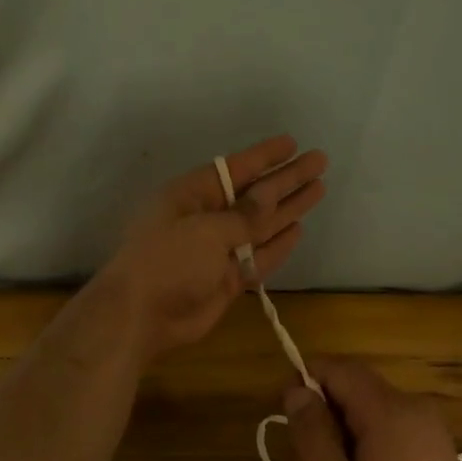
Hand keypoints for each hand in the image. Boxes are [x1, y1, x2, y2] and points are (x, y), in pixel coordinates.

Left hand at [102, 134, 326, 360]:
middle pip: (254, 195)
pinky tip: (298, 229)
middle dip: (286, 179)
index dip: (265, 157)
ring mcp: (217, 251)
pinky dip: (278, 245)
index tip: (293, 143)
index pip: (235, 169)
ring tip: (319, 188)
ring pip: (260, 225)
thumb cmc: (167, 261)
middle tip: (320, 161)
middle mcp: (206, 218)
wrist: (141, 317)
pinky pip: (258, 257)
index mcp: (191, 196)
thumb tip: (270, 195)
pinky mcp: (226, 279)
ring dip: (288, 209)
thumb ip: (244, 215)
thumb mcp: (206, 230)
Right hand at [282, 356, 461, 460]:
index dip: (305, 382)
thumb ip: (314, 438)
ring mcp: (429, 425)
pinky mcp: (434, 444)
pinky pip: (388, 423)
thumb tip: (295, 390)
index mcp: (391, 413)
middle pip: (354, 384)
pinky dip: (365, 440)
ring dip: (343, 429)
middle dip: (324, 412)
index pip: (338, 368)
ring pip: (368, 405)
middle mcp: (414, 406)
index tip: (289, 422)